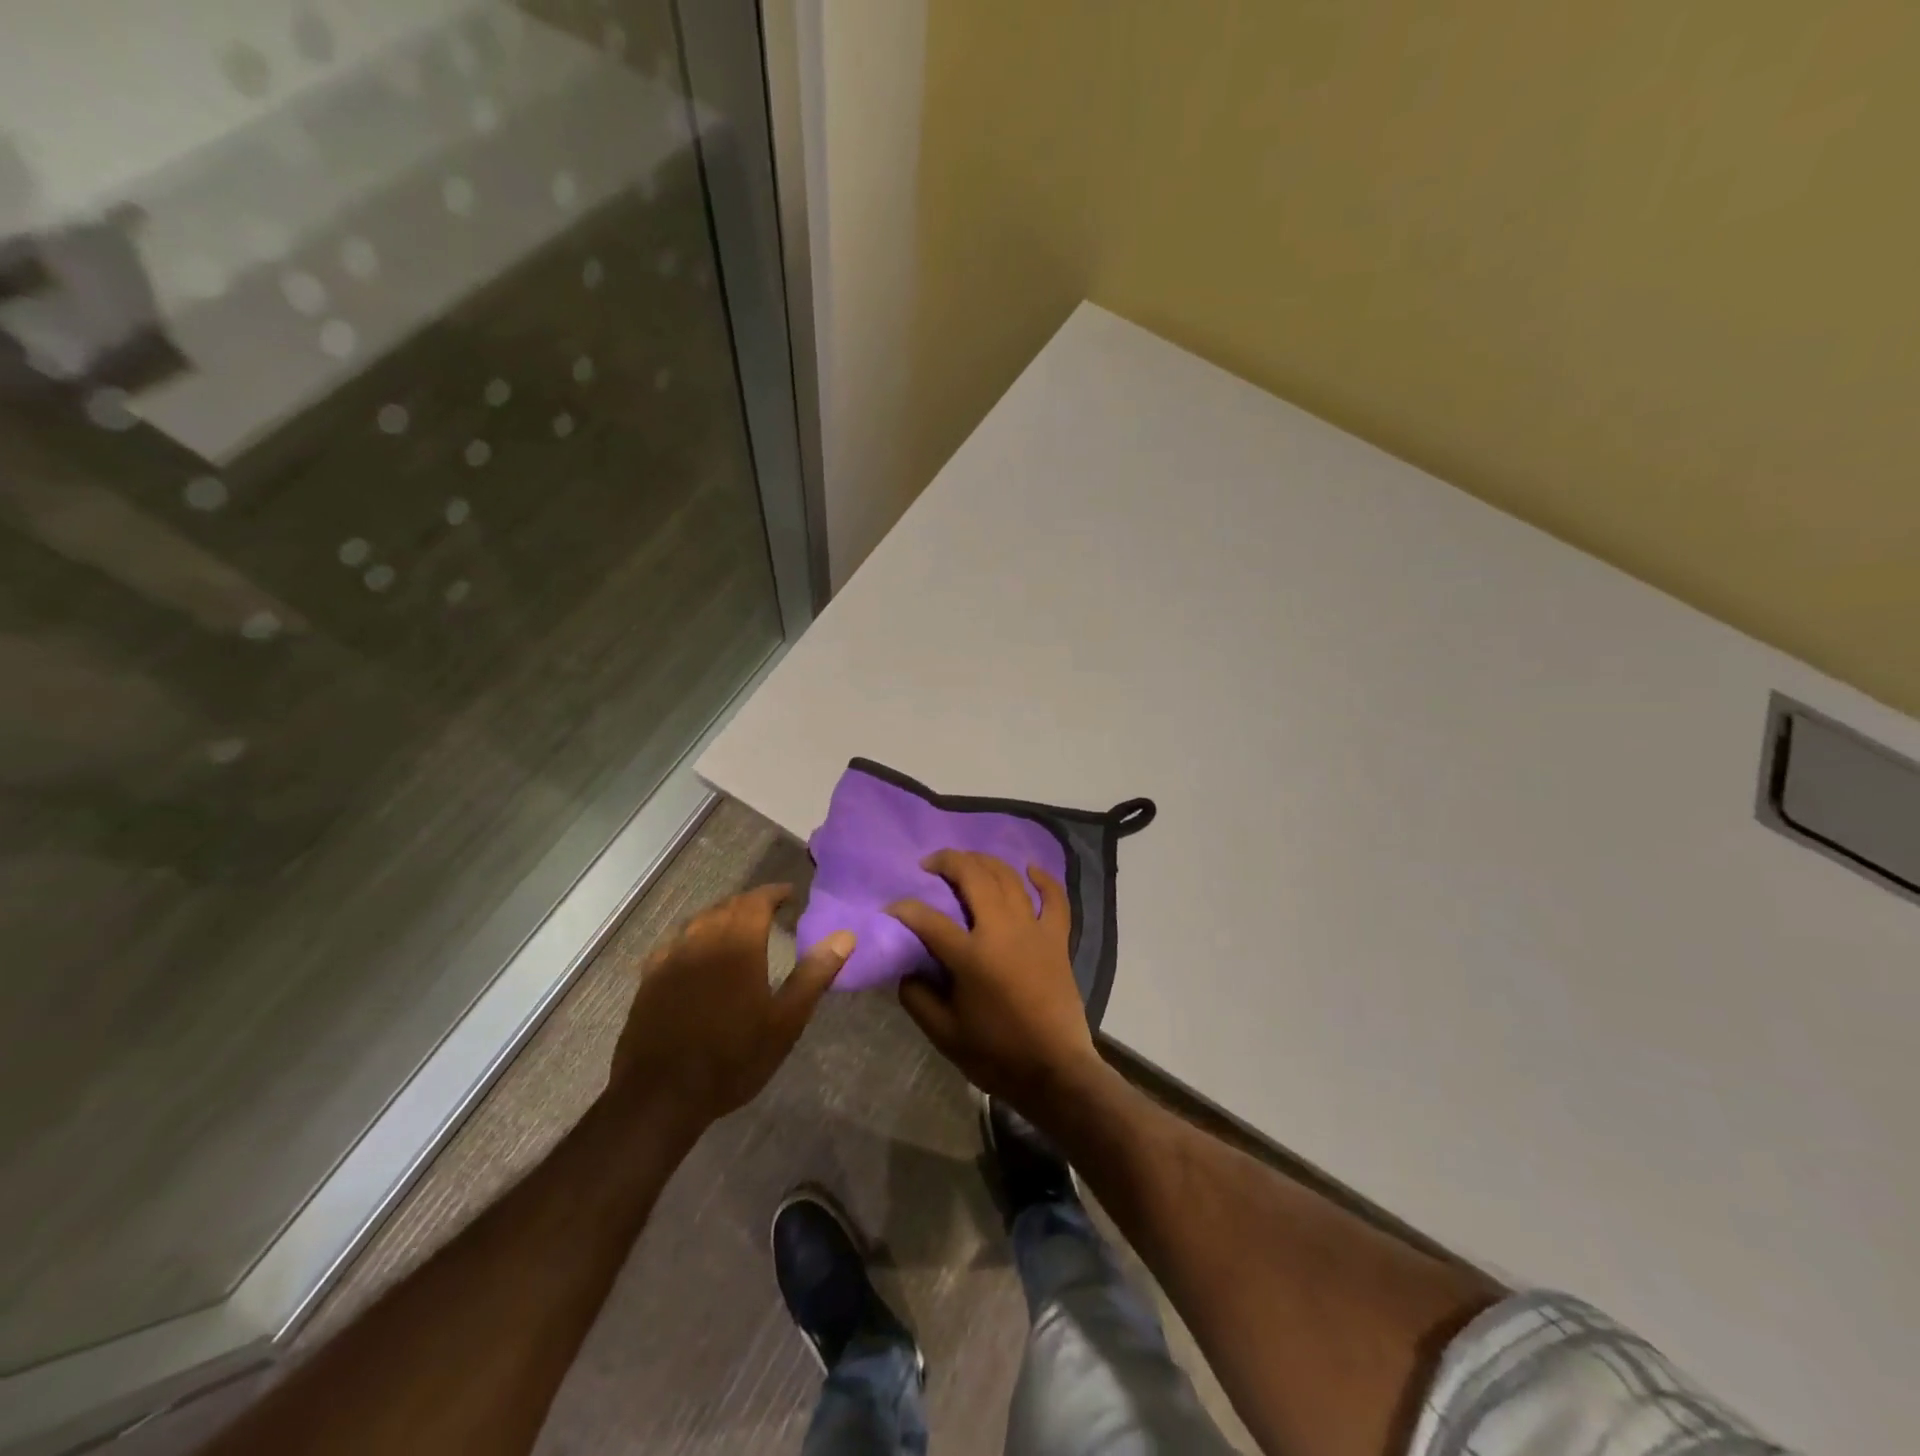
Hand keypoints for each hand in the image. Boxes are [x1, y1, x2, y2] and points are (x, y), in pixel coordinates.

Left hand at [610, 884, 852, 1134]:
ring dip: (721, 917)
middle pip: (727, 907)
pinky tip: (696, 953)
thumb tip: (845, 936)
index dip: (774, 893)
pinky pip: (674, 943)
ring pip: (699, 922)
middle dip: (750, 903)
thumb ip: (814, 974)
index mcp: (738, 945)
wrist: (661, 1096)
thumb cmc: (733, 1058)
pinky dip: (693, 938)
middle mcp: (702, 940)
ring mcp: (671, 959)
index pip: (757, 901)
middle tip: (769, 911)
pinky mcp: (649, 979)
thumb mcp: (785, 1022)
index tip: (790, 895)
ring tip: (737, 928)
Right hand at [889, 851, 1102, 1110]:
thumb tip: (908, 969)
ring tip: (967, 861)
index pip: (928, 919)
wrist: (1054, 1071)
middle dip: (947, 862)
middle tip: (930, 864)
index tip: (891, 908)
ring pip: (1009, 878)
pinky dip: (1043, 879)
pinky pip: (1054, 899)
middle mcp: (1002, 930)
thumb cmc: (996, 1054)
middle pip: (973, 877)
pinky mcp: (1057, 939)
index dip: (904, 909)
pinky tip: (1030, 868)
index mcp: (970, 955)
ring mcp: (1033, 930)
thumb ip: (918, 997)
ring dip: (985, 862)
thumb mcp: (944, 1034)